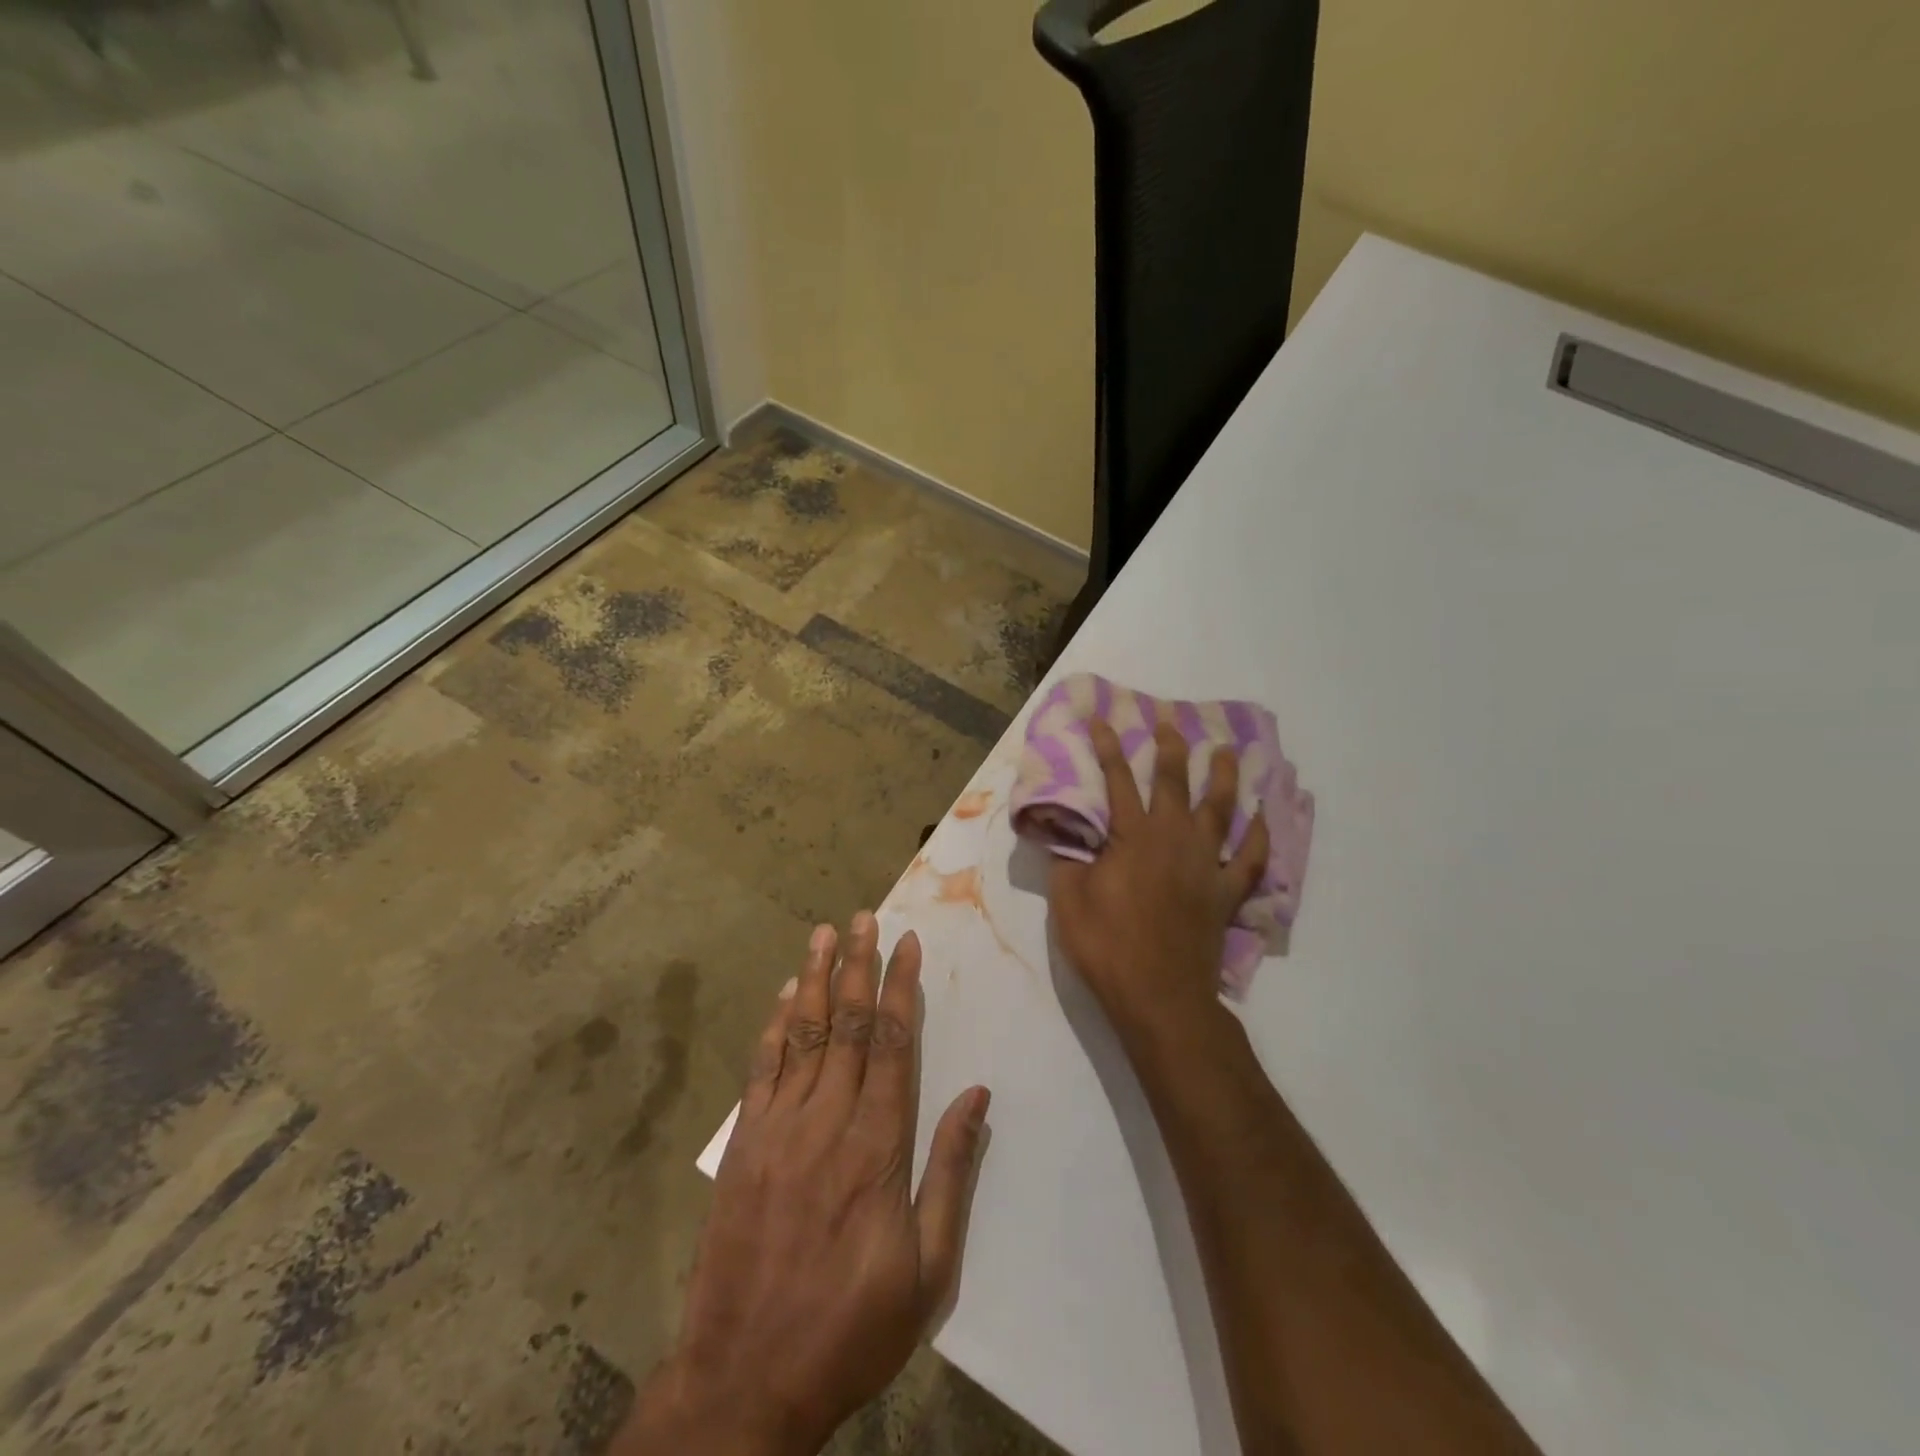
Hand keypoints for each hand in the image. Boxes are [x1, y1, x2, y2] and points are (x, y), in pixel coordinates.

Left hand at [617, 913, 990, 1455]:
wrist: (746, 1379)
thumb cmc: (851, 1326)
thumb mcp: (928, 1270)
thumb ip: (952, 1172)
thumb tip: (977, 1095)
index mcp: (877, 1146)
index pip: (892, 1043)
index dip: (900, 987)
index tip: (907, 944)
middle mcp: (827, 1121)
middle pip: (845, 1023)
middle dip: (857, 965)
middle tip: (864, 917)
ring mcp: (778, 1129)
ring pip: (802, 1034)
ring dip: (813, 978)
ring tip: (823, 933)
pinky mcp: (744, 1145)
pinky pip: (762, 1069)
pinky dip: (774, 1026)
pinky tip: (783, 995)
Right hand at [1048, 719, 1269, 1043]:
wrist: (1159, 996)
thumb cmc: (1107, 946)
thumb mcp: (1068, 901)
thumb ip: (1067, 859)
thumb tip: (1064, 830)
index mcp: (1132, 837)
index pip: (1117, 780)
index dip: (1108, 747)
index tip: (1102, 720)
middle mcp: (1173, 840)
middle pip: (1174, 783)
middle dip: (1171, 749)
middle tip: (1171, 723)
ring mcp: (1206, 866)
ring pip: (1219, 810)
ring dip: (1223, 777)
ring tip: (1227, 752)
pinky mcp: (1226, 894)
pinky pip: (1250, 859)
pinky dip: (1258, 837)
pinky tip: (1261, 818)